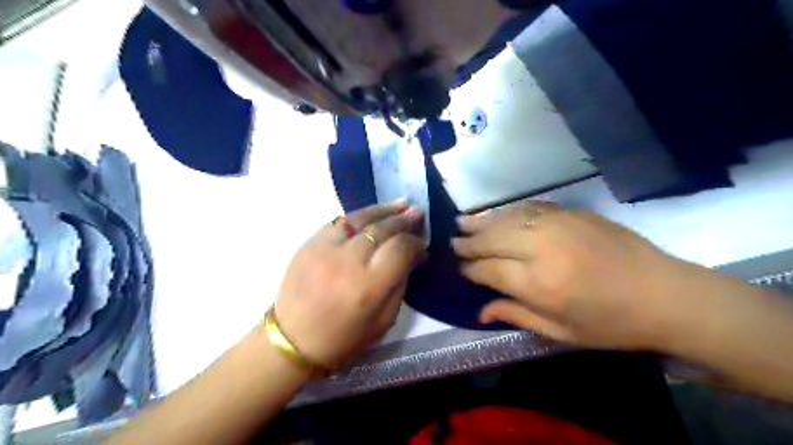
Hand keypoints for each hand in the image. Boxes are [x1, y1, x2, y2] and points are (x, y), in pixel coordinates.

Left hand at [275, 201, 423, 367]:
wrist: (292, 339)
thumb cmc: (344, 338)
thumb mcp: (383, 321)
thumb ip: (401, 284)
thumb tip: (415, 255)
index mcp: (368, 285)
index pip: (400, 248)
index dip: (415, 242)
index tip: (422, 243)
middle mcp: (348, 260)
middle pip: (382, 229)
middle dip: (403, 220)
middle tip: (417, 213)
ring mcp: (326, 247)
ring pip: (360, 218)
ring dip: (383, 210)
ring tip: (401, 204)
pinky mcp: (310, 243)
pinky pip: (339, 221)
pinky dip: (359, 215)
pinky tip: (372, 214)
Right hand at [452, 202, 695, 350]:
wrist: (665, 294)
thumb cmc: (611, 323)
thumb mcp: (561, 333)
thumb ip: (516, 316)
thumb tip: (480, 310)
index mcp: (539, 284)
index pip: (488, 270)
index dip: (470, 269)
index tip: (459, 268)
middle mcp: (541, 249)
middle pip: (492, 239)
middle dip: (469, 241)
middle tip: (453, 241)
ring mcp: (557, 226)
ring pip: (507, 219)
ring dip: (482, 221)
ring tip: (462, 222)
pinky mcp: (571, 213)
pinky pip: (529, 208)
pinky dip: (508, 211)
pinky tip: (498, 214)